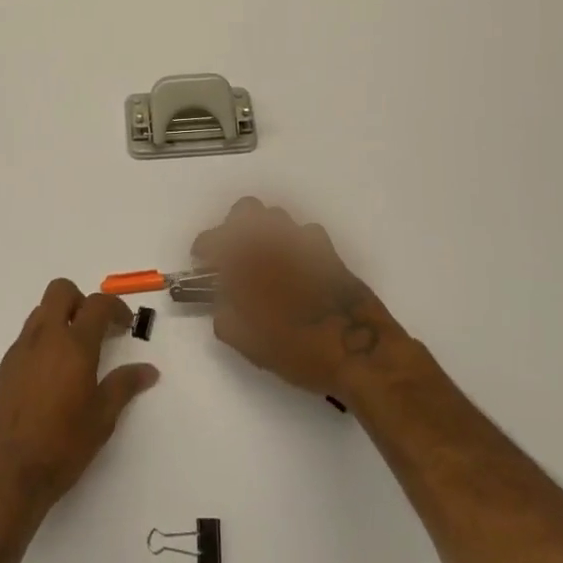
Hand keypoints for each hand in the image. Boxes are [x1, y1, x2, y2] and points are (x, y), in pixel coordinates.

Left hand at [0, 279, 159, 522]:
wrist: (2, 477)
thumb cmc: (60, 447)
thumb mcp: (101, 419)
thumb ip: (124, 387)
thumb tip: (148, 370)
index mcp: (73, 345)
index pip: (97, 304)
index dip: (116, 308)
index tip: (124, 326)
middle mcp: (43, 338)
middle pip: (60, 291)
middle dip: (81, 301)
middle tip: (95, 330)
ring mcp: (18, 351)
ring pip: (40, 313)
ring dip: (59, 320)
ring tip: (73, 357)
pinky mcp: (1, 370)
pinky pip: (25, 340)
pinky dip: (42, 344)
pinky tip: (49, 380)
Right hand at [194, 198, 404, 398]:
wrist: (361, 352)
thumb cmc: (300, 350)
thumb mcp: (250, 344)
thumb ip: (226, 318)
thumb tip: (223, 304)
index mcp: (249, 261)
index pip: (215, 239)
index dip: (204, 248)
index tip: (201, 263)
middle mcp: (275, 242)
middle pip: (247, 210)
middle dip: (234, 226)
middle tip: (232, 254)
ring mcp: (305, 243)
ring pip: (278, 218)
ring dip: (265, 232)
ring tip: (264, 260)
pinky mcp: (329, 253)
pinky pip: (305, 234)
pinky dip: (294, 244)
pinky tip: (296, 268)